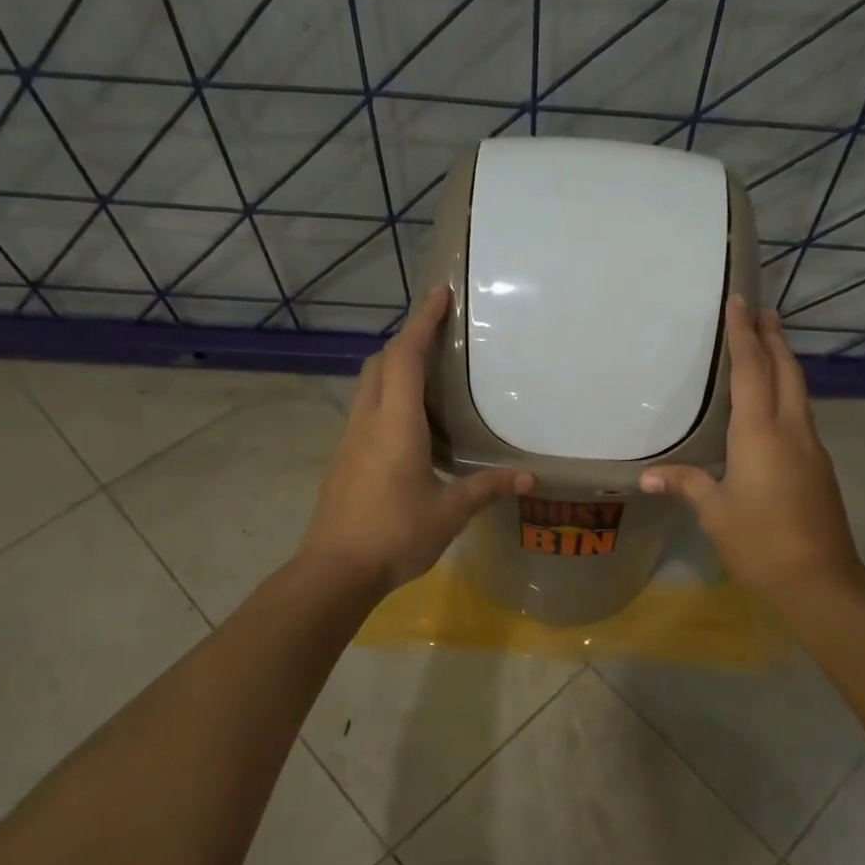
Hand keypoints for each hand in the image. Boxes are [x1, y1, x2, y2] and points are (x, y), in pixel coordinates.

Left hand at [299, 287, 532, 594]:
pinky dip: (387, 397)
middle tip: (438, 333)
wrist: (334, 570)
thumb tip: (529, 479)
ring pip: (368, 385)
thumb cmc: (395, 535)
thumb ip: (486, 489)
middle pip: (380, 362)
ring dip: (393, 367)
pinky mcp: (343, 459)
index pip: (405, 356)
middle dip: (406, 339)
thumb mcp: (449, 513)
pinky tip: (409, 424)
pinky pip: (366, 410)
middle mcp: (368, 421)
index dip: (422, 321)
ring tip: (428, 373)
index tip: (439, 294)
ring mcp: (350, 439)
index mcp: (395, 424)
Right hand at [641, 296, 862, 595]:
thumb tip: (648, 477)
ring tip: (770, 345)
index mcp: (760, 434)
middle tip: (763, 311)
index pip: (752, 371)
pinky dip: (788, 394)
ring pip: (799, 392)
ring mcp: (811, 448)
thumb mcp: (715, 513)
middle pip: (786, 371)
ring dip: (785, 363)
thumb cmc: (760, 542)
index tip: (741, 302)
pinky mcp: (819, 467)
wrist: (820, 579)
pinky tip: (776, 404)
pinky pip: (801, 415)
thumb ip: (687, 485)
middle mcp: (790, 430)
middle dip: (774, 338)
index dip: (744, 335)